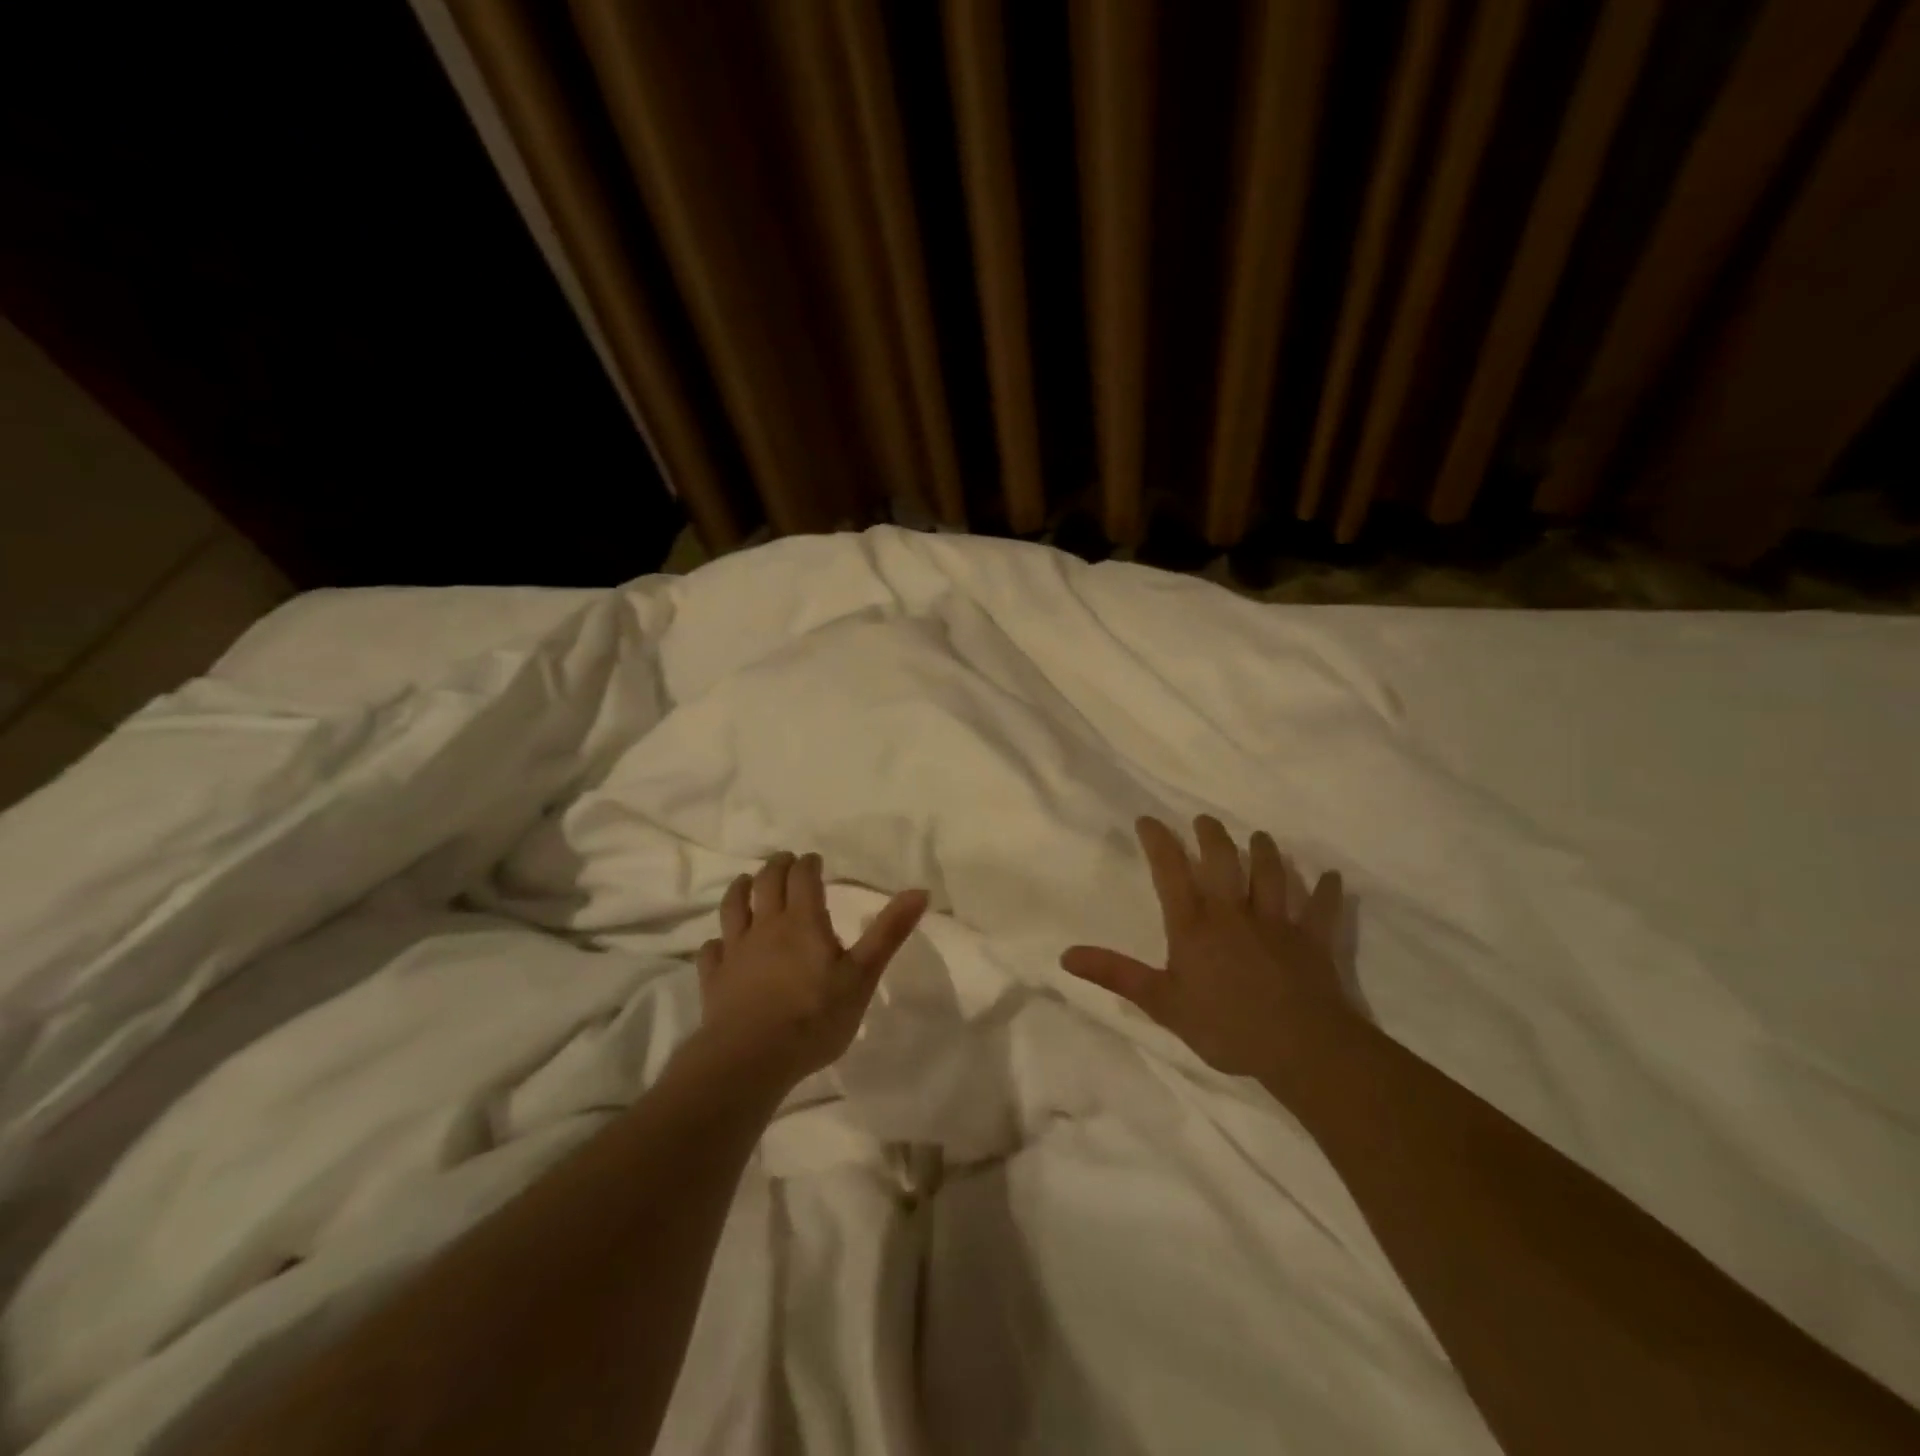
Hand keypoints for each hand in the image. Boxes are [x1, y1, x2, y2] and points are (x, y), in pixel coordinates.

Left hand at [694, 851, 928, 1086]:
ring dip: (741, 889)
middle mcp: (766, 926)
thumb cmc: (815, 1016)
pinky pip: (711, 951)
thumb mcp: (862, 976)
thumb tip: (920, 891)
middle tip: (785, 861)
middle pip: (768, 883)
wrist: (751, 1058)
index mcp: (803, 921)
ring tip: (747, 882)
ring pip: (734, 907)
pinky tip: (719, 944)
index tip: (814, 860)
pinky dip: (717, 942)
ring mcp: (736, 951)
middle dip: (778, 867)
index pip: (803, 878)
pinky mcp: (715, 978)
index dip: (808, 864)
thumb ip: (888, 932)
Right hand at [1060, 816, 1354, 1087]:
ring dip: (1265, 852)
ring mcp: (1276, 923)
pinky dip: (1325, 892)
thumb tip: (1065, 955)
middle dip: (1212, 836)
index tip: (1148, 819)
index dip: (1158, 843)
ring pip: (1271, 875)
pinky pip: (1320, 910)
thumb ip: (1115, 974)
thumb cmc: (1224, 1026)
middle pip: (1223, 862)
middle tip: (1205, 820)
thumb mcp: (1161, 1003)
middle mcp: (1233, 913)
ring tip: (1259, 836)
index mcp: (1194, 925)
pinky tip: (1330, 877)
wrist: (1299, 1046)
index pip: (1170, 872)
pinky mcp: (1312, 940)